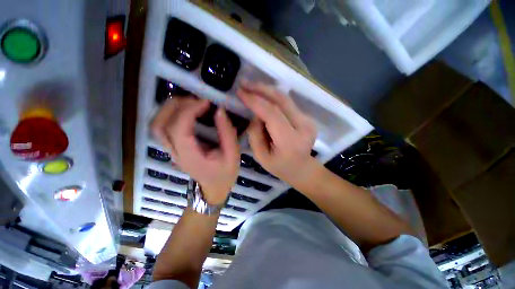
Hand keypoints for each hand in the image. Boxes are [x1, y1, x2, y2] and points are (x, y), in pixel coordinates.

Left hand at [151, 97, 239, 204]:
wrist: (214, 188)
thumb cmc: (225, 174)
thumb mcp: (233, 155)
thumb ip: (227, 133)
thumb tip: (219, 110)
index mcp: (191, 157)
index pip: (179, 129)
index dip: (189, 111)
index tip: (207, 102)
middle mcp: (175, 153)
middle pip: (160, 124)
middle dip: (176, 106)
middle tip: (197, 100)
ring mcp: (171, 150)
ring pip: (156, 125)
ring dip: (170, 108)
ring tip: (191, 102)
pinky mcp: (173, 147)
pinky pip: (162, 127)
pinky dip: (169, 114)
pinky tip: (185, 110)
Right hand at [237, 81, 316, 185]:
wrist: (302, 168)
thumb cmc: (280, 167)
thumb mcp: (261, 156)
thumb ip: (255, 134)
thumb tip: (255, 114)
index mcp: (290, 141)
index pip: (272, 114)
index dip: (255, 101)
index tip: (240, 92)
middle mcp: (303, 127)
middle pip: (281, 100)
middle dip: (261, 89)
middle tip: (244, 83)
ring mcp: (308, 120)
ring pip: (285, 99)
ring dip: (267, 90)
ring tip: (251, 87)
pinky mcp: (307, 117)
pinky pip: (287, 103)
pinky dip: (273, 98)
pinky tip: (263, 96)